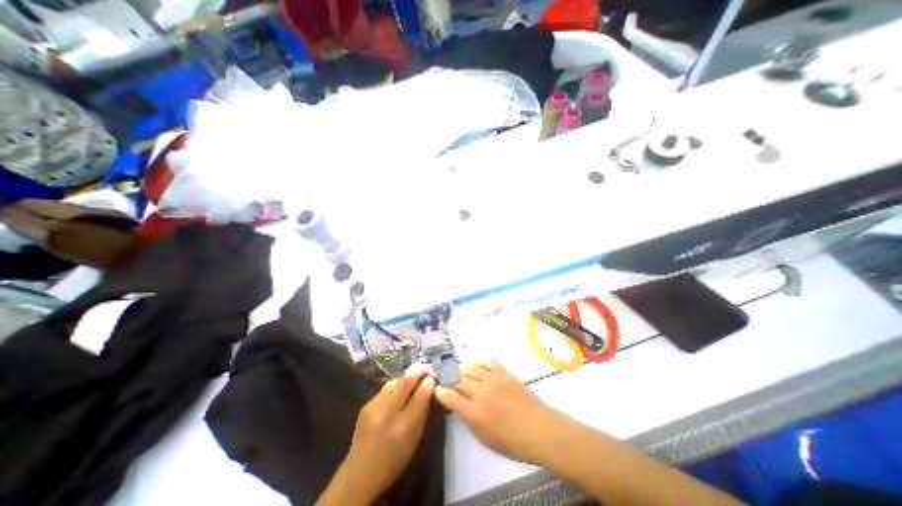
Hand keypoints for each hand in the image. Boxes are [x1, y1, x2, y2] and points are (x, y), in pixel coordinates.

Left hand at [323, 369, 435, 504]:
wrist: (360, 473)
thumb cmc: (394, 460)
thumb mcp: (415, 439)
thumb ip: (422, 412)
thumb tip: (429, 389)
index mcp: (403, 426)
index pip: (420, 395)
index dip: (428, 383)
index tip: (433, 377)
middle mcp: (388, 413)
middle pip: (405, 381)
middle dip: (418, 371)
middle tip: (426, 367)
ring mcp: (374, 407)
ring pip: (395, 381)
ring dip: (406, 378)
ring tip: (413, 378)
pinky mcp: (366, 405)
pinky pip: (385, 388)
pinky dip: (395, 386)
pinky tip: (398, 390)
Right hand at [434, 361, 569, 461]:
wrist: (539, 429)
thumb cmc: (512, 442)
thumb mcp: (485, 438)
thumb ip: (468, 419)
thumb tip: (458, 405)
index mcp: (474, 413)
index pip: (450, 397)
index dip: (441, 392)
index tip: (437, 389)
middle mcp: (480, 393)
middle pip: (458, 379)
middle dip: (448, 378)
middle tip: (445, 377)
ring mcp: (493, 380)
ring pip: (471, 368)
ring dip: (462, 369)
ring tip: (459, 371)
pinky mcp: (504, 373)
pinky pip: (487, 362)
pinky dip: (479, 363)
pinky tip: (477, 365)